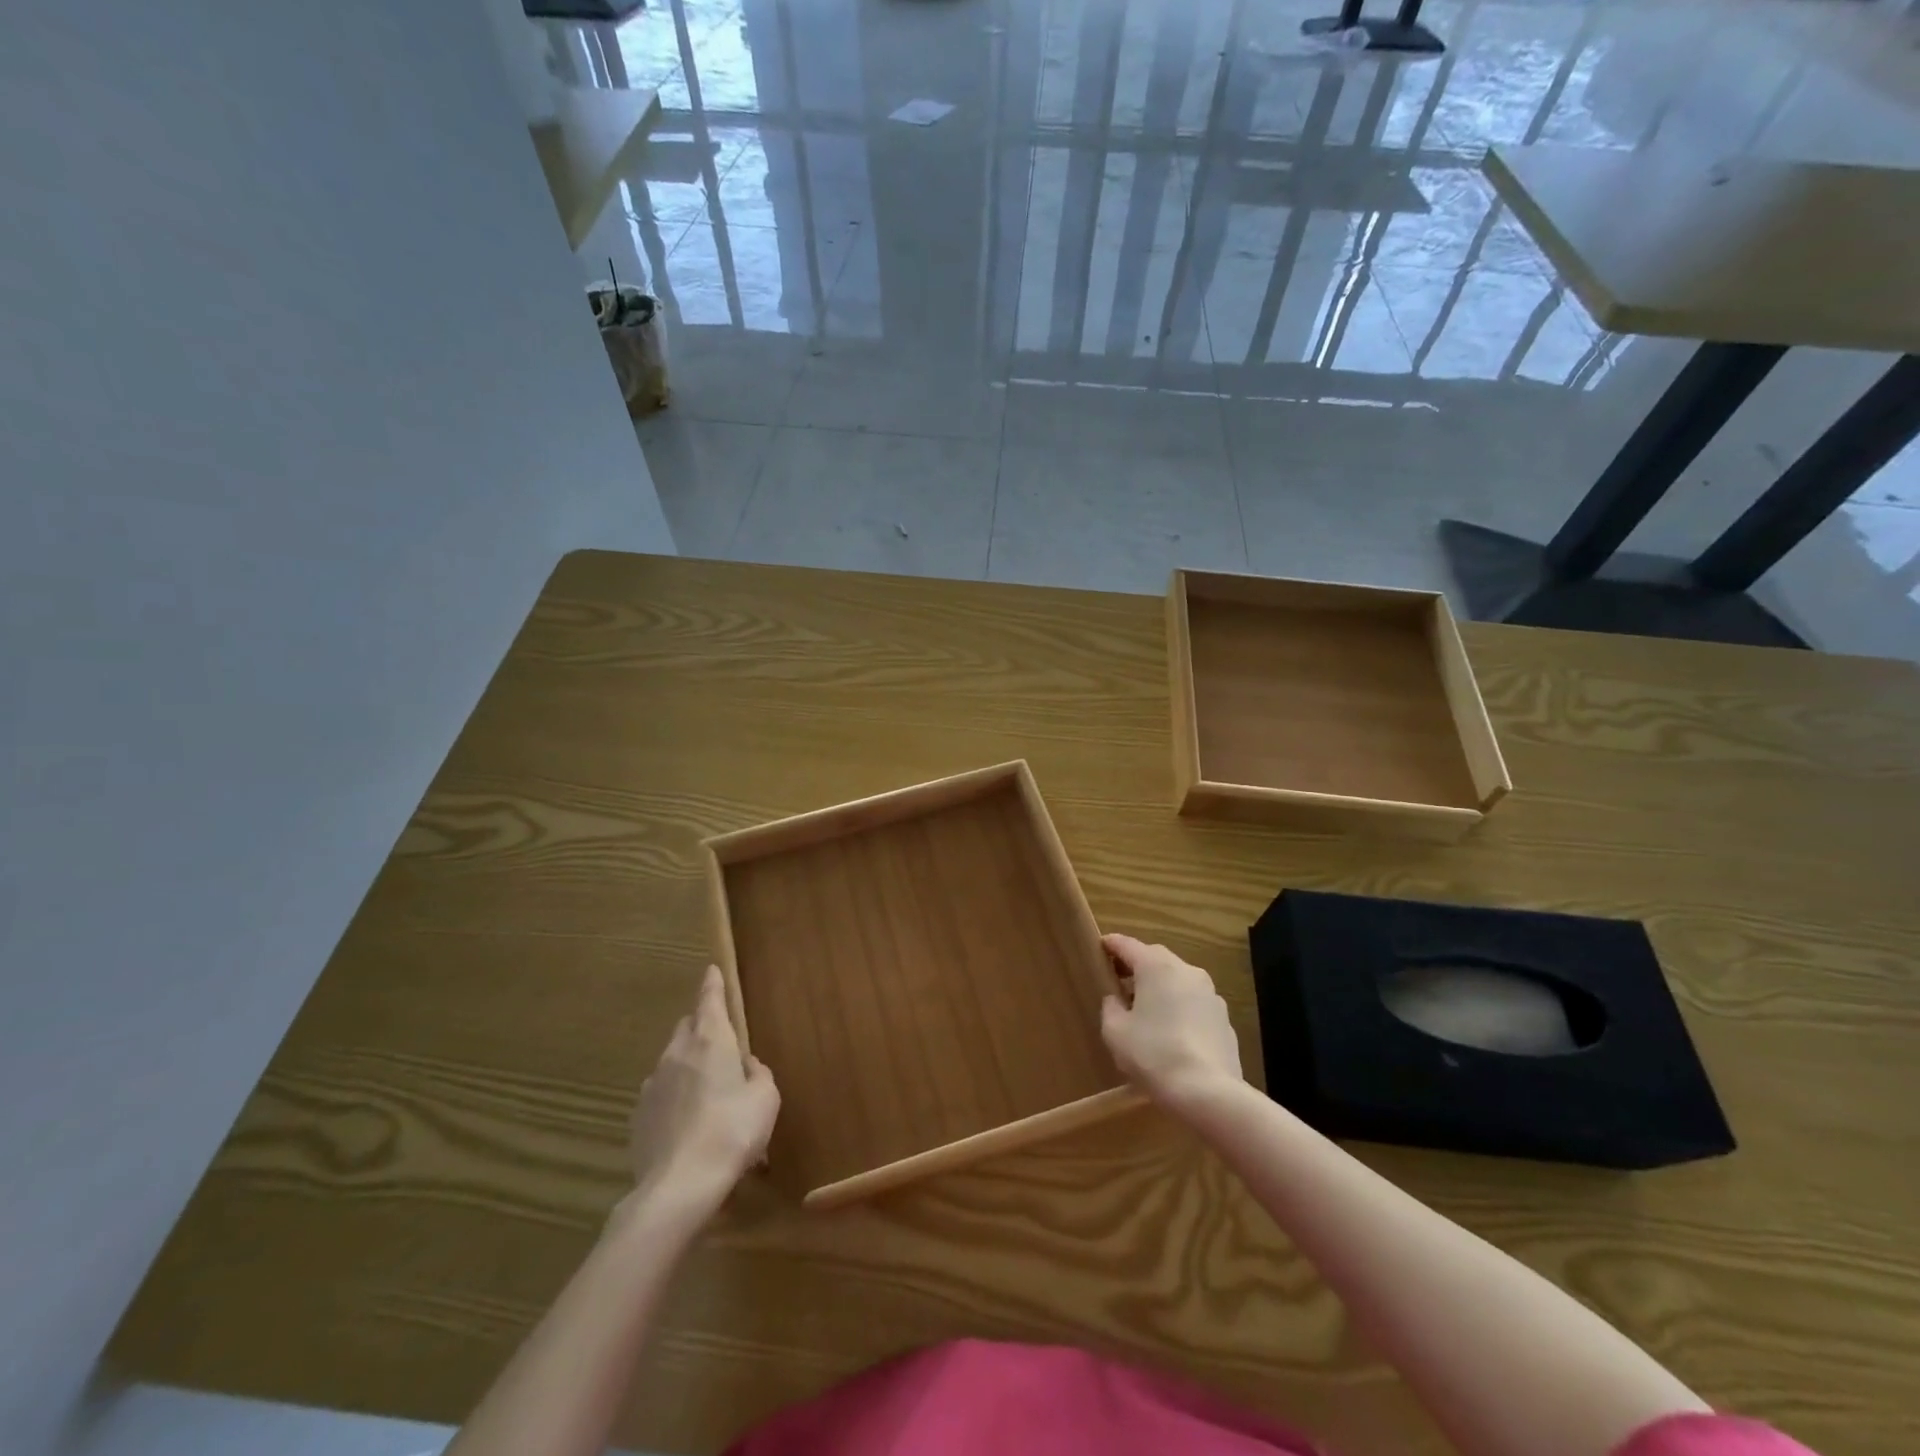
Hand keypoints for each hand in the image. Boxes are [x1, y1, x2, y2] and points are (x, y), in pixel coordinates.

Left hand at [627, 966, 778, 1216]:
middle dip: (700, 1026)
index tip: (711, 970)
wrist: (679, 1186)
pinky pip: (659, 1094)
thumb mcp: (766, 1099)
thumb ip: (758, 1074)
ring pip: (671, 1061)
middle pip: (687, 1027)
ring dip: (686, 1065)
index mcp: (711, 1041)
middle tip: (718, 1040)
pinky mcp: (638, 1117)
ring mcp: (652, 1085)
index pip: (709, 1000)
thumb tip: (746, 1066)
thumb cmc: (733, 1131)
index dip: (712, 984)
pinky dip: (673, 1097)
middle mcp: (677, 1054)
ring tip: (704, 1090)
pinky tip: (685, 1121)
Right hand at [1101, 934, 1242, 1110]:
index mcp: (1157, 967)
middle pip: (1156, 959)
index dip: (1111, 945)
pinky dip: (1180, 1009)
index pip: (1128, 945)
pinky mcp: (1224, 1020)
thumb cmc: (1154, 1054)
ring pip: (1178, 981)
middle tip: (1119, 981)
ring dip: (1161, 988)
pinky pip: (1195, 1005)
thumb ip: (1111, 1008)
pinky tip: (1172, 1034)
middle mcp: (1187, 971)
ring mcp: (1211, 995)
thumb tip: (1117, 1000)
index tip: (1100, 947)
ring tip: (1146, 1011)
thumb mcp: (1115, 1032)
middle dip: (1137, 966)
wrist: (1209, 1093)